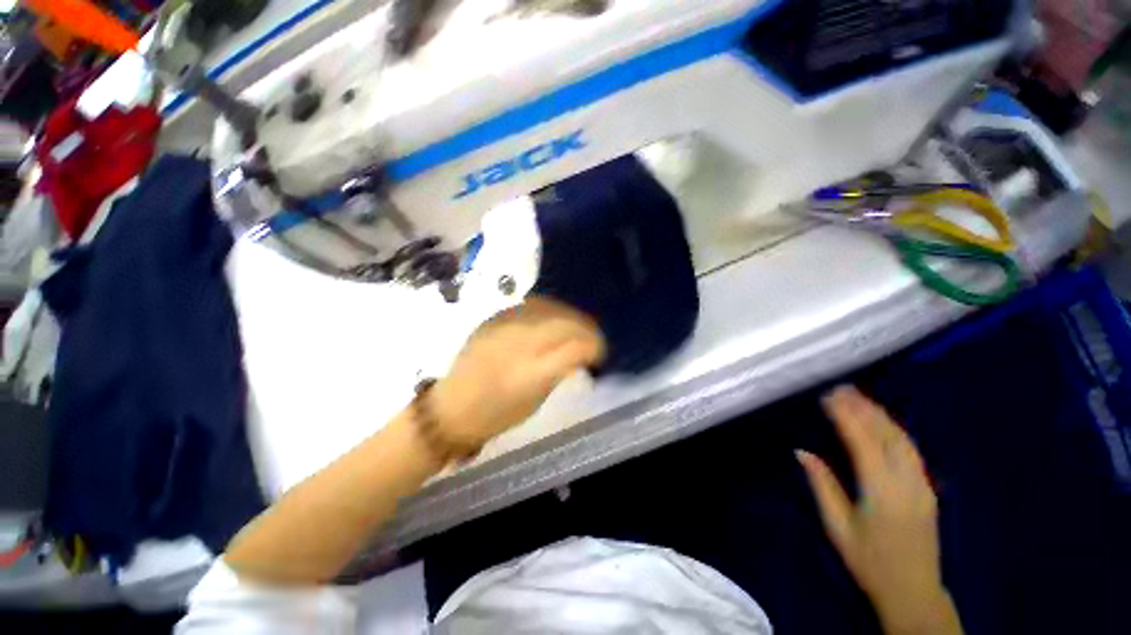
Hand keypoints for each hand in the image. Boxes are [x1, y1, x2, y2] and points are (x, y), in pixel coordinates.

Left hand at [430, 297, 605, 448]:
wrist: (452, 406)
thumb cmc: (497, 414)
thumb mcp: (536, 400)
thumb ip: (559, 371)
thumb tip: (579, 352)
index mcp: (531, 373)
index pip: (575, 348)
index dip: (594, 347)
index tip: (599, 353)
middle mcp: (519, 343)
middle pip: (564, 323)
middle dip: (586, 329)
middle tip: (593, 338)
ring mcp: (504, 326)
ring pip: (549, 308)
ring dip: (570, 316)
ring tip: (577, 326)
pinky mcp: (494, 317)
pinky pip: (531, 305)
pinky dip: (550, 309)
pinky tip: (554, 317)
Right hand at [797, 386, 961, 634]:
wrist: (913, 592)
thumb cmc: (869, 561)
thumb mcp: (837, 526)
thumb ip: (822, 485)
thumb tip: (802, 451)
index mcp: (882, 491)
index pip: (863, 442)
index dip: (846, 416)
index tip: (828, 396)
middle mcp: (907, 482)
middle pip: (887, 435)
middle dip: (864, 408)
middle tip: (841, 388)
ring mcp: (922, 485)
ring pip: (903, 440)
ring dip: (880, 415)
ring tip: (859, 398)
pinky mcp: (927, 489)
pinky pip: (910, 450)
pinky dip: (893, 430)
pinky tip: (882, 423)